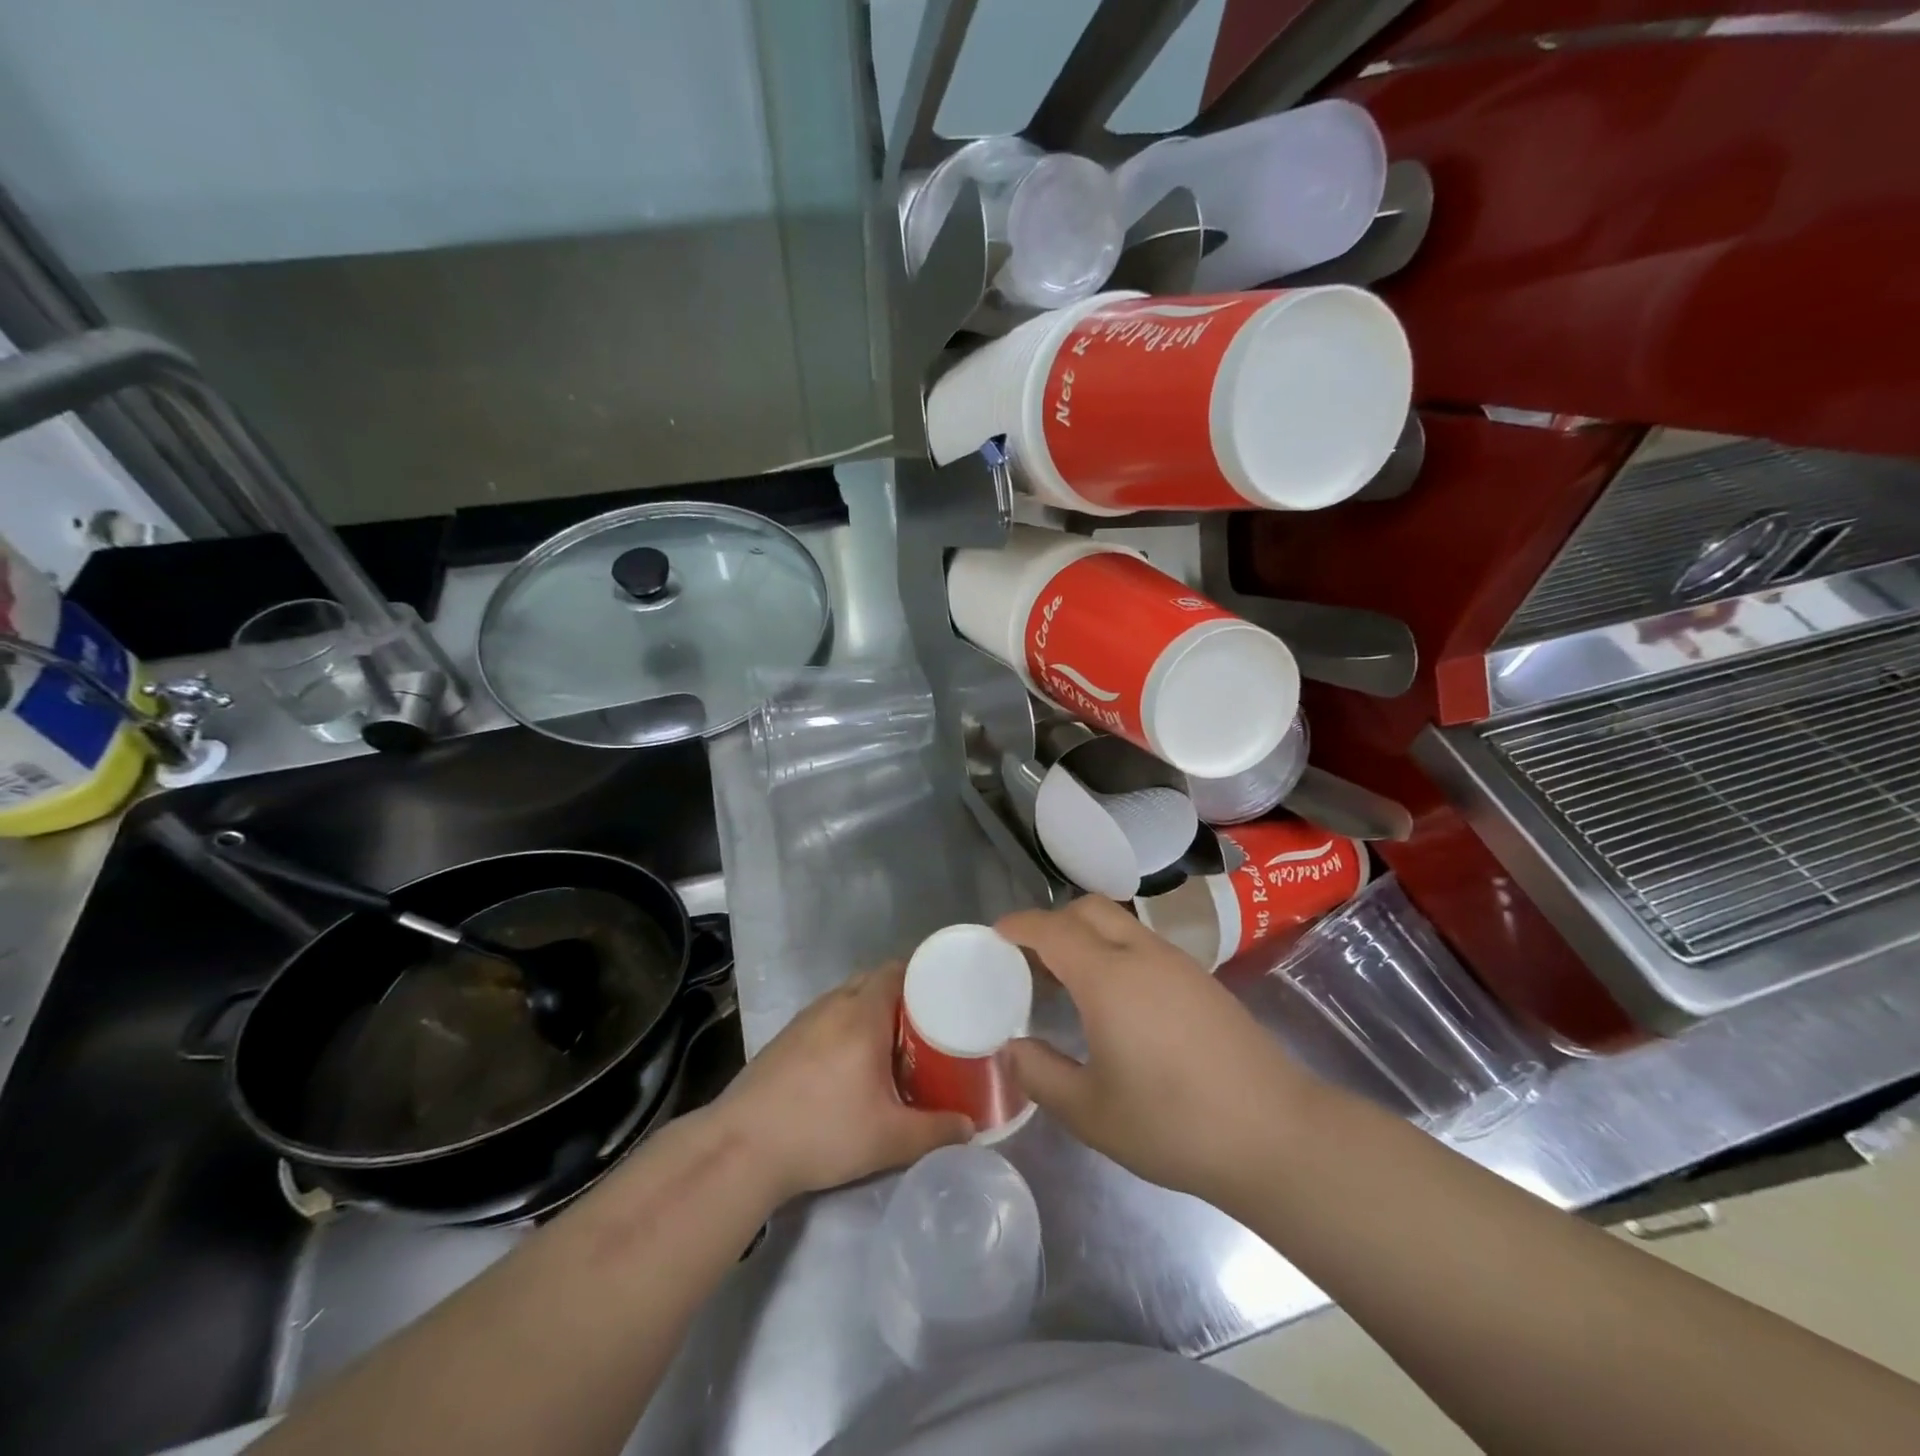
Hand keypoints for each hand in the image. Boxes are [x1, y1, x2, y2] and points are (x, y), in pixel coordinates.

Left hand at [711, 962, 972, 1202]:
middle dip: (901, 995)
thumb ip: (936, 1131)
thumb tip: (970, 1126)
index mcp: (863, 1014)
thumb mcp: (890, 1140)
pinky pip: (826, 1017)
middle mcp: (834, 1004)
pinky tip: (849, 1064)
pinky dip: (845, 1026)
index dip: (923, 974)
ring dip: (870, 1010)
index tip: (945, 994)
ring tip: (891, 1044)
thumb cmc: (823, 1132)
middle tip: (925, 1025)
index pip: (897, 969)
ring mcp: (804, 1020)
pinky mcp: (784, 1039)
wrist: (742, 1148)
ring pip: (847, 998)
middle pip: (873, 980)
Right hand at [999, 897, 1320, 1204]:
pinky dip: (1116, 952)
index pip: (1052, 929)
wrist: (1275, 1134)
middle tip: (1031, 960)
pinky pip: (1145, 945)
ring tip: (1069, 983)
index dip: (1019, 925)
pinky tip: (1117, 1002)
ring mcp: (1178, 964)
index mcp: (1108, 978)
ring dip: (1087, 936)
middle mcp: (1142, 954)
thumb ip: (1041, 1075)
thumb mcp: (1091, 1113)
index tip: (996, 934)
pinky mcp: (1202, 980)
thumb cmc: (1174, 1124)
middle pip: (1089, 909)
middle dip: (1053, 921)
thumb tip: (1013, 1048)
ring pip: (1121, 924)